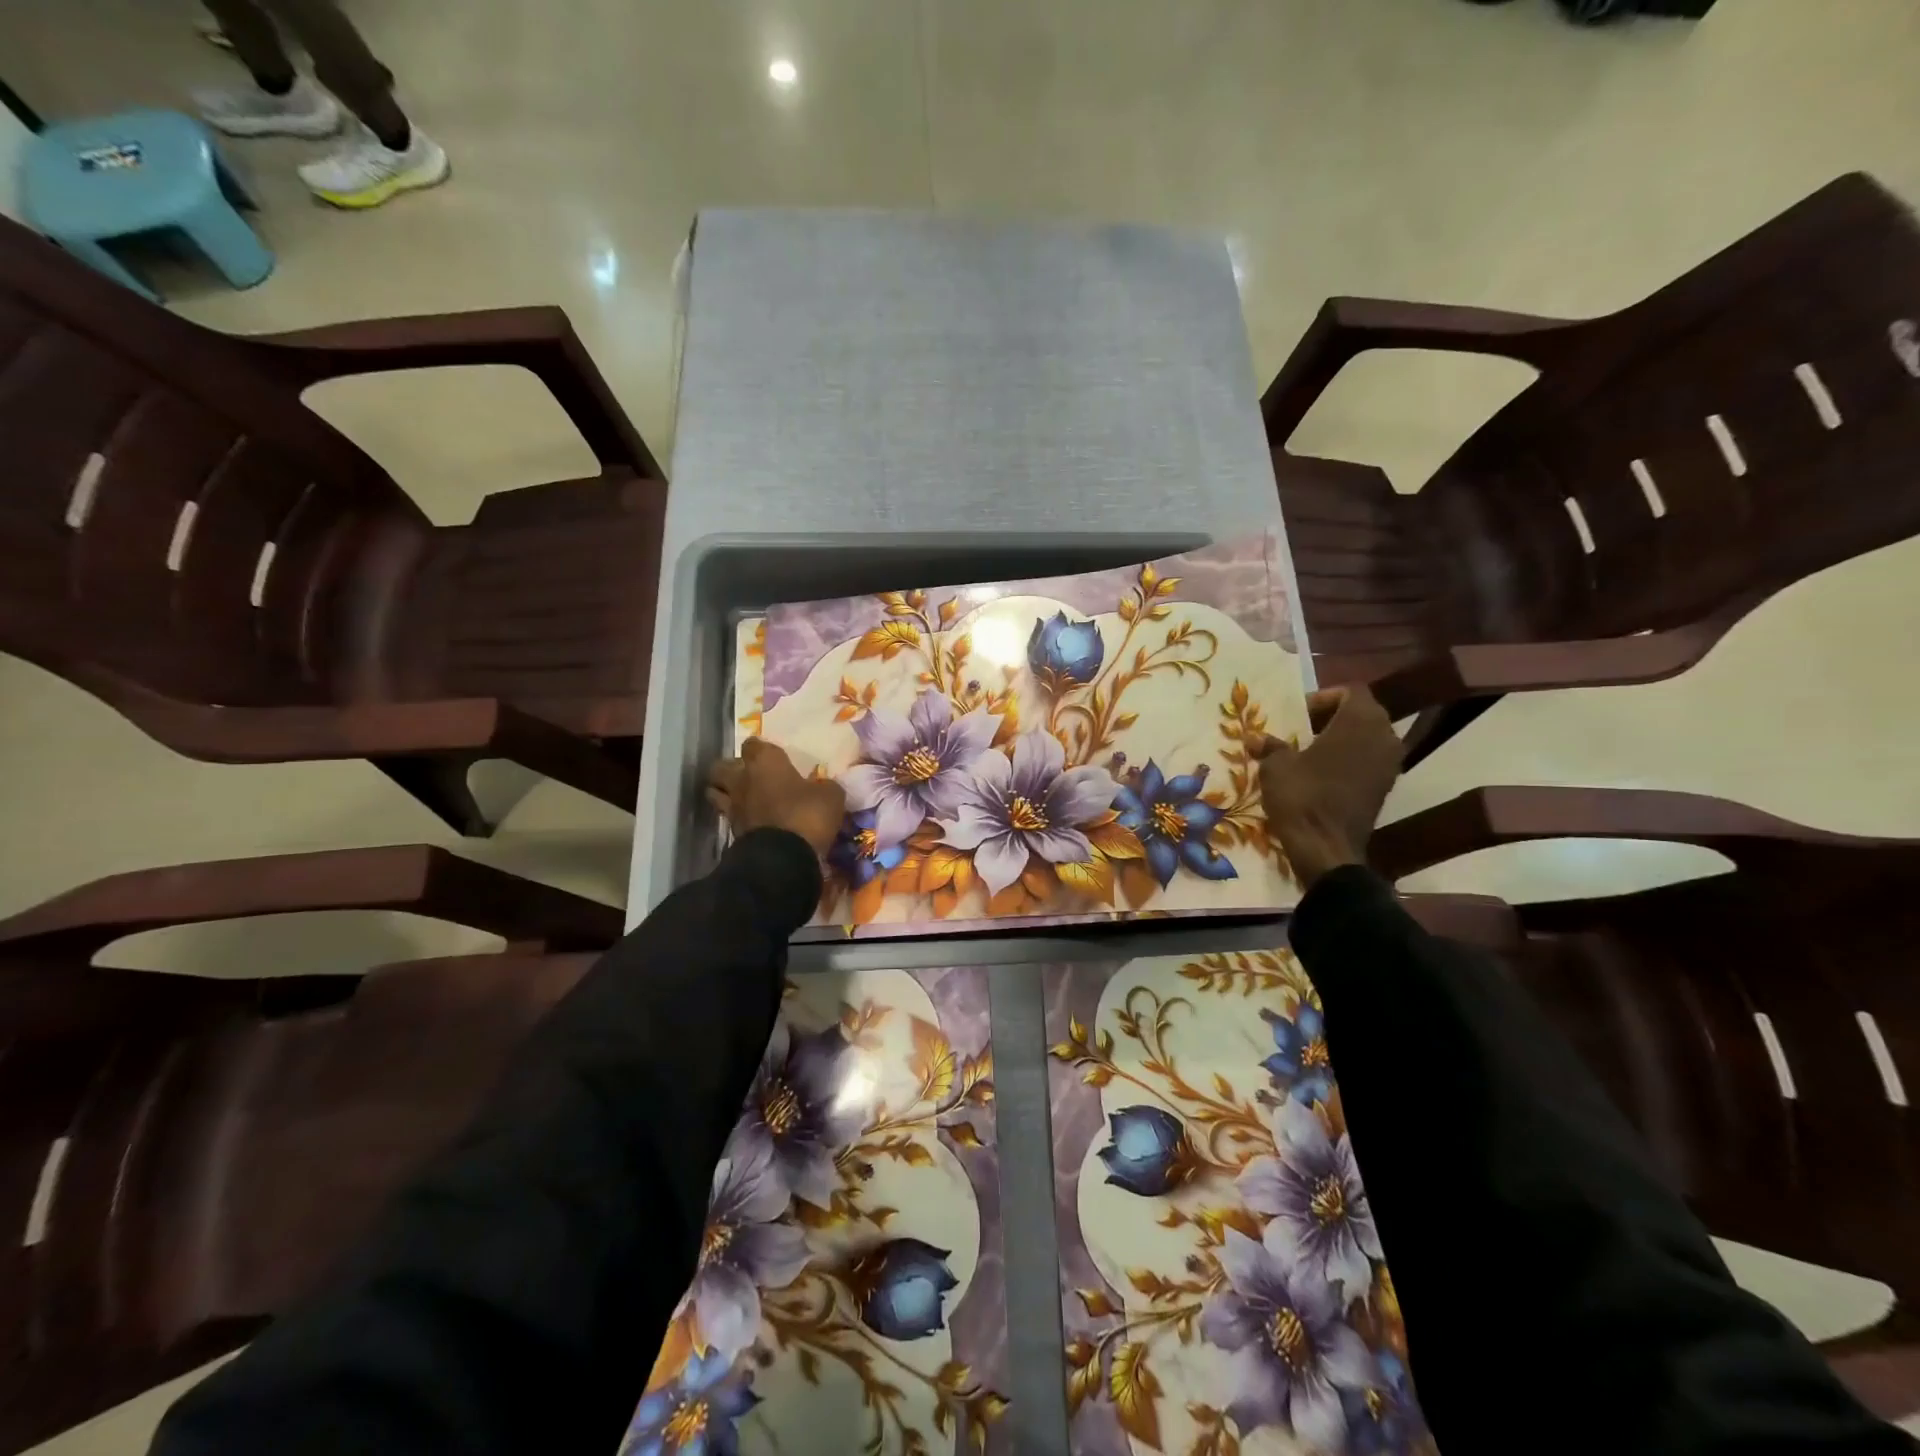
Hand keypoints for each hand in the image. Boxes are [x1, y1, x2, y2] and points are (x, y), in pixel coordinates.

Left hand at [706, 738, 845, 857]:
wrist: (783, 859)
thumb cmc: (807, 815)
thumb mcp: (831, 796)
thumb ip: (824, 786)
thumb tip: (823, 787)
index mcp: (765, 762)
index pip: (753, 744)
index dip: (761, 749)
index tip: (772, 756)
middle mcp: (742, 780)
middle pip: (721, 767)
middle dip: (730, 769)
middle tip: (749, 775)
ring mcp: (733, 807)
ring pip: (715, 792)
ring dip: (725, 793)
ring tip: (743, 798)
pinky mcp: (731, 833)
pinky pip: (728, 818)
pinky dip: (736, 818)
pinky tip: (750, 821)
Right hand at [1247, 686, 1402, 888]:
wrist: (1326, 849)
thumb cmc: (1302, 797)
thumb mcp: (1276, 767)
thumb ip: (1270, 746)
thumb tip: (1256, 739)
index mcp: (1360, 721)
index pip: (1351, 691)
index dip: (1323, 698)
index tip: (1299, 716)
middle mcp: (1384, 737)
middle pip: (1362, 713)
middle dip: (1332, 718)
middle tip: (1301, 732)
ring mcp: (1389, 764)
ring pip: (1367, 738)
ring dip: (1341, 741)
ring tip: (1309, 754)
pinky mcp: (1385, 788)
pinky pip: (1368, 761)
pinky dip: (1348, 761)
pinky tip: (1321, 777)